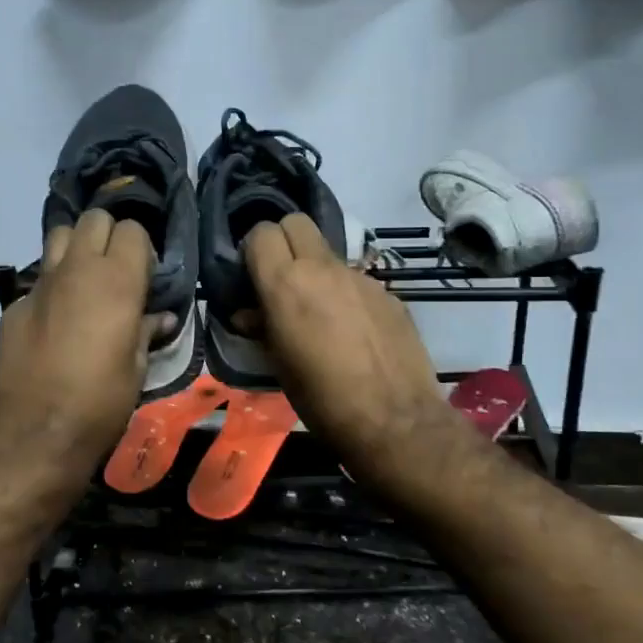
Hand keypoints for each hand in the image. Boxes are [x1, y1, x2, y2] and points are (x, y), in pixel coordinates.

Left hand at [0, 209, 166, 488]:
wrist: (35, 436)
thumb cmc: (100, 404)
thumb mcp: (136, 369)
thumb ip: (146, 331)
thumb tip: (160, 318)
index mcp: (116, 282)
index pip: (133, 231)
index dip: (142, 250)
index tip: (145, 278)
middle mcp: (77, 270)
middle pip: (94, 220)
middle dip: (109, 237)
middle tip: (116, 273)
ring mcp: (40, 285)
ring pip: (59, 235)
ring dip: (76, 249)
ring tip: (84, 283)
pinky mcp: (14, 305)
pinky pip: (38, 279)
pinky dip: (51, 288)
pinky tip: (55, 322)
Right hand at [241, 215, 472, 497]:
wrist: (394, 419)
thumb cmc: (321, 399)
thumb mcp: (279, 365)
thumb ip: (262, 327)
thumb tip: (248, 314)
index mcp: (285, 285)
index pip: (261, 233)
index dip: (254, 250)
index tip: (253, 276)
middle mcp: (323, 269)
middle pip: (297, 223)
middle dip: (284, 241)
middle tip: (282, 279)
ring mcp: (361, 278)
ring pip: (328, 254)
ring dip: (316, 271)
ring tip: (320, 314)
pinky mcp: (388, 293)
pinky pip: (356, 281)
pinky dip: (346, 294)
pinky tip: (353, 332)